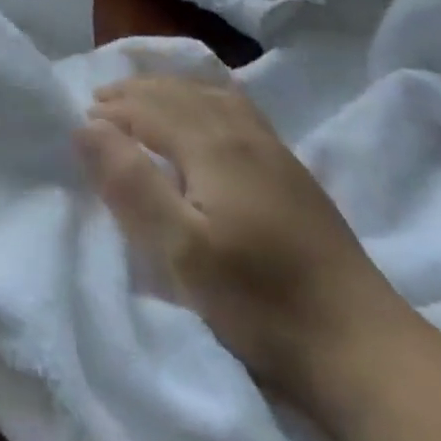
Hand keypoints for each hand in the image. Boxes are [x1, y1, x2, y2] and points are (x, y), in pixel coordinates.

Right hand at [76, 76, 417, 413]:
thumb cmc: (260, 303)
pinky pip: (237, 109)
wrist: (363, 349)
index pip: (149, 108)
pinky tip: (204, 115)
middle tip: (98, 104)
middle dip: (134, 92)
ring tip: (140, 101)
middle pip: (179, 93)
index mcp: (214, 146)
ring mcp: (274, 150)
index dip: (111, 111)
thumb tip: (85, 126)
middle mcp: (244, 133)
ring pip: (211, 95)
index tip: (77, 124)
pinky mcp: (292, 172)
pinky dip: (204, 98)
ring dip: (168, 91)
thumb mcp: (181, 251)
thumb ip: (130, 183)